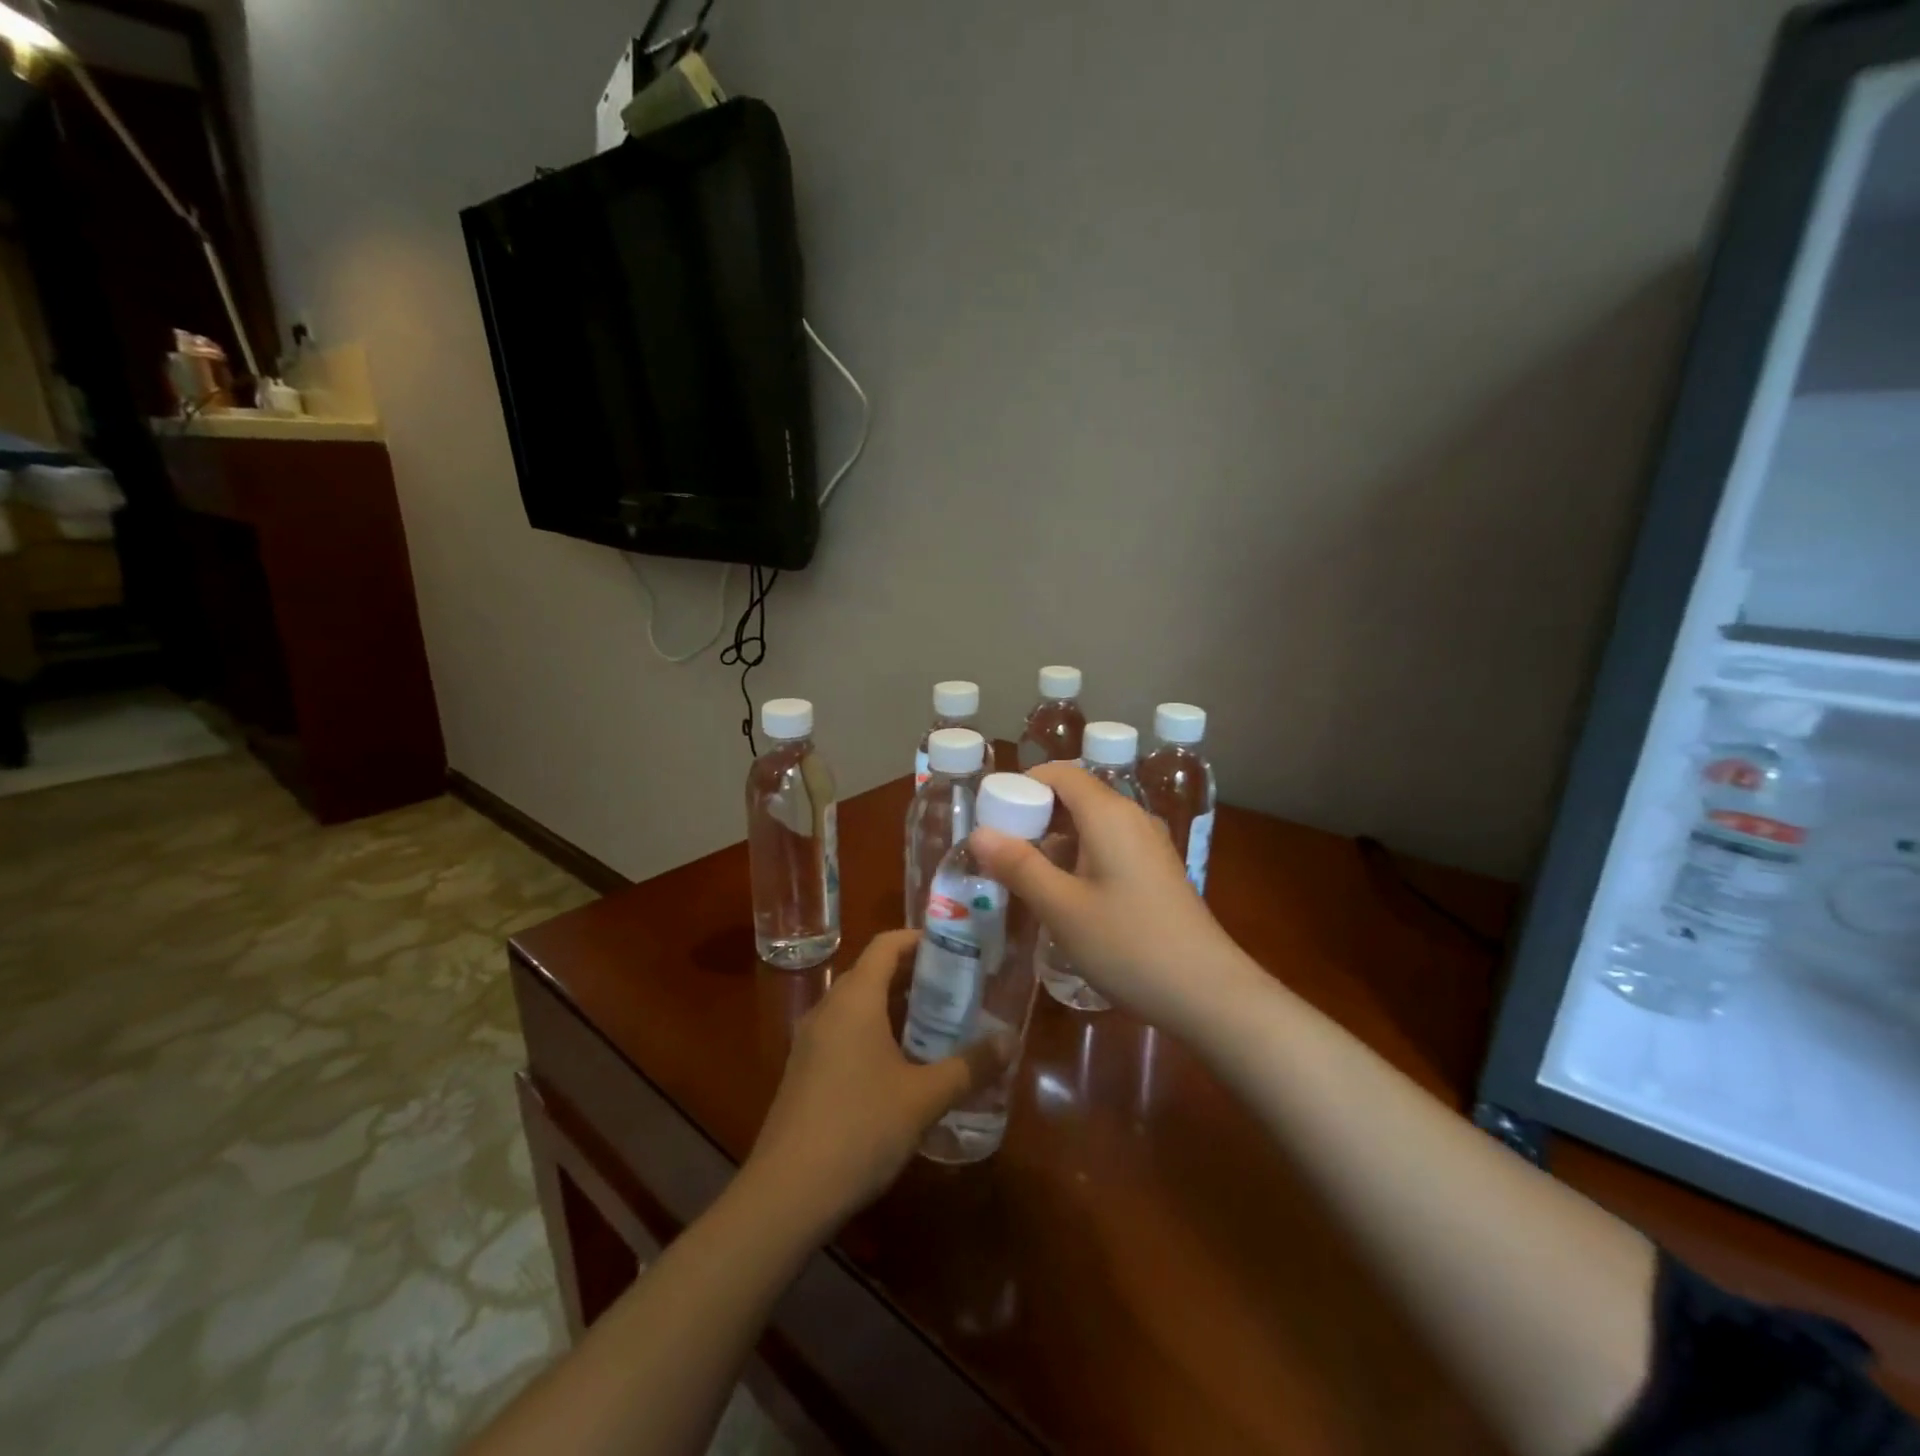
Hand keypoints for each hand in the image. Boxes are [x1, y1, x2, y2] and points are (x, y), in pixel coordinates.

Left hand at [743, 930, 981, 1231]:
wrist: (786, 1194)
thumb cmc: (860, 1129)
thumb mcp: (924, 1098)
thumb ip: (969, 1066)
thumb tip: (1011, 1041)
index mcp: (855, 999)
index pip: (886, 944)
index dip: (921, 939)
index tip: (957, 949)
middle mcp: (829, 1009)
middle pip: (873, 972)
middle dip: (916, 975)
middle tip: (959, 989)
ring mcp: (811, 1041)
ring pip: (859, 1005)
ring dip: (896, 1007)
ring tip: (938, 1025)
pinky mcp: (805, 1071)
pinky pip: (845, 1033)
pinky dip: (876, 1032)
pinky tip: (903, 1066)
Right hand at [971, 764, 1251, 1030]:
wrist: (1208, 993)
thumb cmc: (1128, 945)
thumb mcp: (1062, 908)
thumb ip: (1019, 866)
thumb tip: (978, 833)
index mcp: (1109, 814)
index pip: (1060, 773)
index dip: (1022, 786)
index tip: (992, 817)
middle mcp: (1132, 818)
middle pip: (1076, 796)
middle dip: (1035, 816)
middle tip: (1001, 853)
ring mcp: (1149, 845)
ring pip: (1092, 824)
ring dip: (1056, 841)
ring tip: (1026, 877)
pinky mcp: (1157, 871)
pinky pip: (1109, 847)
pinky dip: (1080, 857)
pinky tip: (1067, 896)